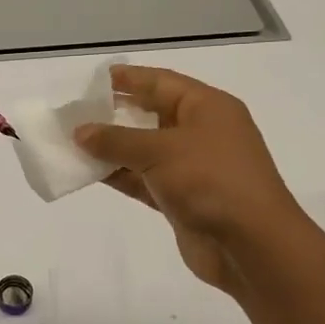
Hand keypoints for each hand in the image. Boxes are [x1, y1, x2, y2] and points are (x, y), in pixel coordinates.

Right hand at [74, 65, 298, 296]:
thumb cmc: (210, 180)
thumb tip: (80, 132)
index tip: (95, 79)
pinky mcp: (181, 199)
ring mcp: (192, 168)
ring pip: (144, 150)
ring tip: (73, 142)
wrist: (250, 244)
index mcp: (207, 108)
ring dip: (112, 148)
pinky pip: (144, 179)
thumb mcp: (160, 151)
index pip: (162, 83)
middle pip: (152, 115)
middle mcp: (202, 133)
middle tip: (77, 112)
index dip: (130, 79)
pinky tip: (89, 172)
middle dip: (116, 113)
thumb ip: (116, 140)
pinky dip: (120, 175)